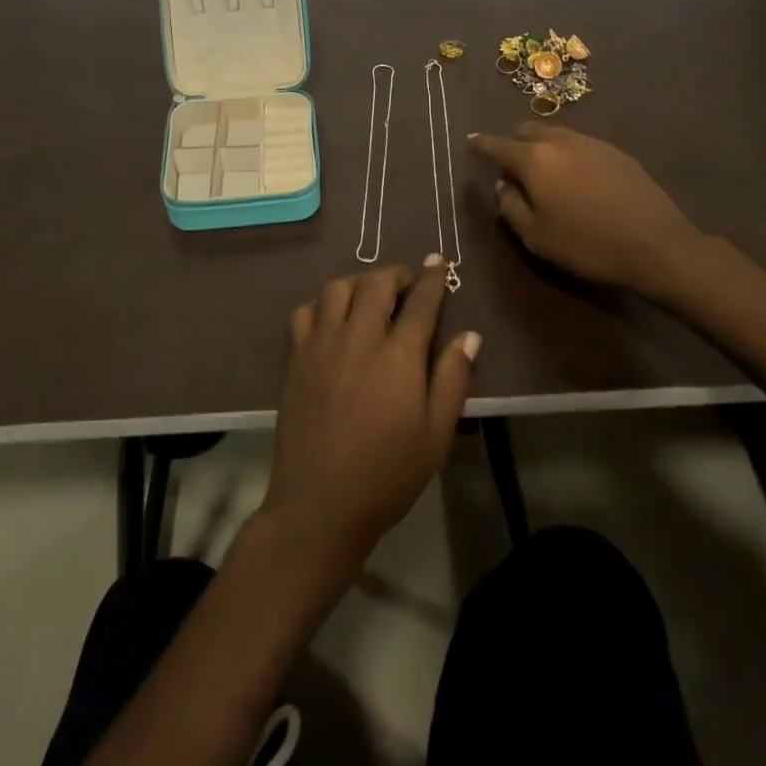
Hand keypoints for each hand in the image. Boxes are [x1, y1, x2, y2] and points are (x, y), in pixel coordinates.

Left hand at [261, 260, 479, 583]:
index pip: (420, 302)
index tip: (438, 261)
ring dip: (359, 282)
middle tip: (407, 283)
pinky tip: (333, 319)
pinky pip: (306, 312)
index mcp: (398, 356)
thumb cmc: (387, 474)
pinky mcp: (297, 358)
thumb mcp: (436, 435)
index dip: (432, 278)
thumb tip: (469, 336)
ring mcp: (322, 345)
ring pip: (337, 288)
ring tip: (370, 296)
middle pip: (376, 283)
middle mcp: (359, 338)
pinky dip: (322, 304)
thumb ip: (452, 379)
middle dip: (396, 274)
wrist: (320, 503)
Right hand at [467, 124, 706, 301]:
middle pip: (528, 131)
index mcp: (535, 160)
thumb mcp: (536, 237)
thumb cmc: (587, 245)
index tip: (470, 142)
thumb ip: (511, 207)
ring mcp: (593, 143)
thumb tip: (504, 187)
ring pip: (557, 134)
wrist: (656, 245)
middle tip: (512, 167)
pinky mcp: (618, 153)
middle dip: (514, 143)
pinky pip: (581, 145)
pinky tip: (577, 179)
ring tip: (545, 173)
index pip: (498, 145)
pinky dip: (568, 154)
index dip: (480, 144)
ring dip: (543, 147)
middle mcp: (561, 141)